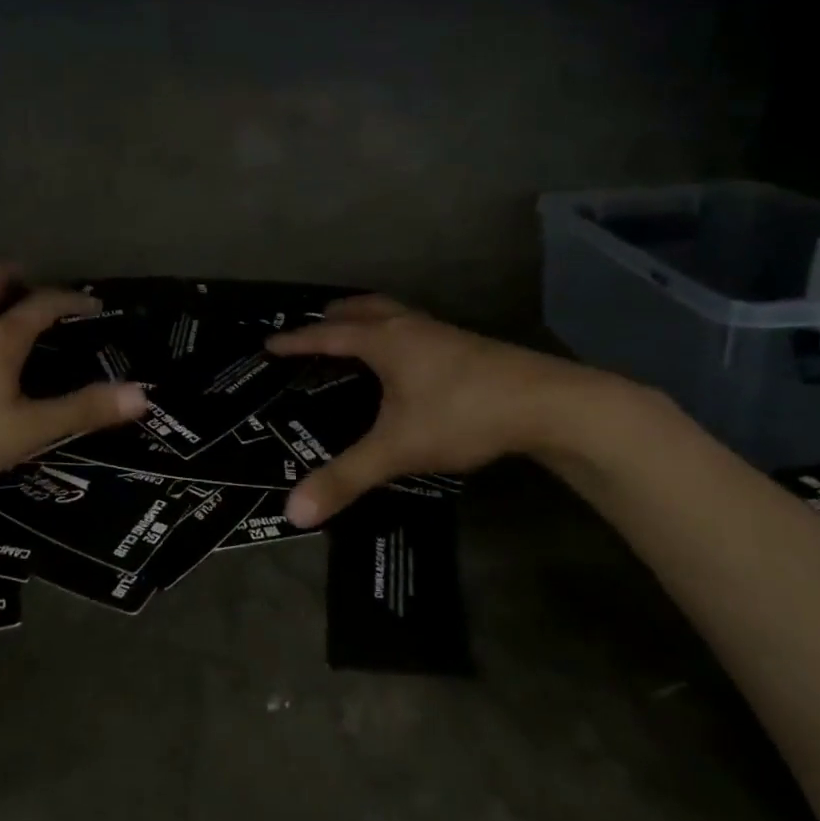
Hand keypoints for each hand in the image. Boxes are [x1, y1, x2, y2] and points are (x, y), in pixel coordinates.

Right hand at [265, 296, 612, 527]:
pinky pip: (415, 328)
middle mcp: (409, 327)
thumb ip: (346, 478)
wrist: (550, 404)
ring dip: (367, 319)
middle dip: (333, 316)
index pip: (328, 335)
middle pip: (363, 309)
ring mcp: (441, 333)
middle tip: (313, 329)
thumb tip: (292, 512)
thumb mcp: (398, 448)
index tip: (269, 343)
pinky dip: (395, 333)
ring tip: (354, 335)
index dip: (296, 341)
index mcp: (384, 340)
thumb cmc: (463, 414)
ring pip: (393, 314)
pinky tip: (406, 360)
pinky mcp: (466, 347)